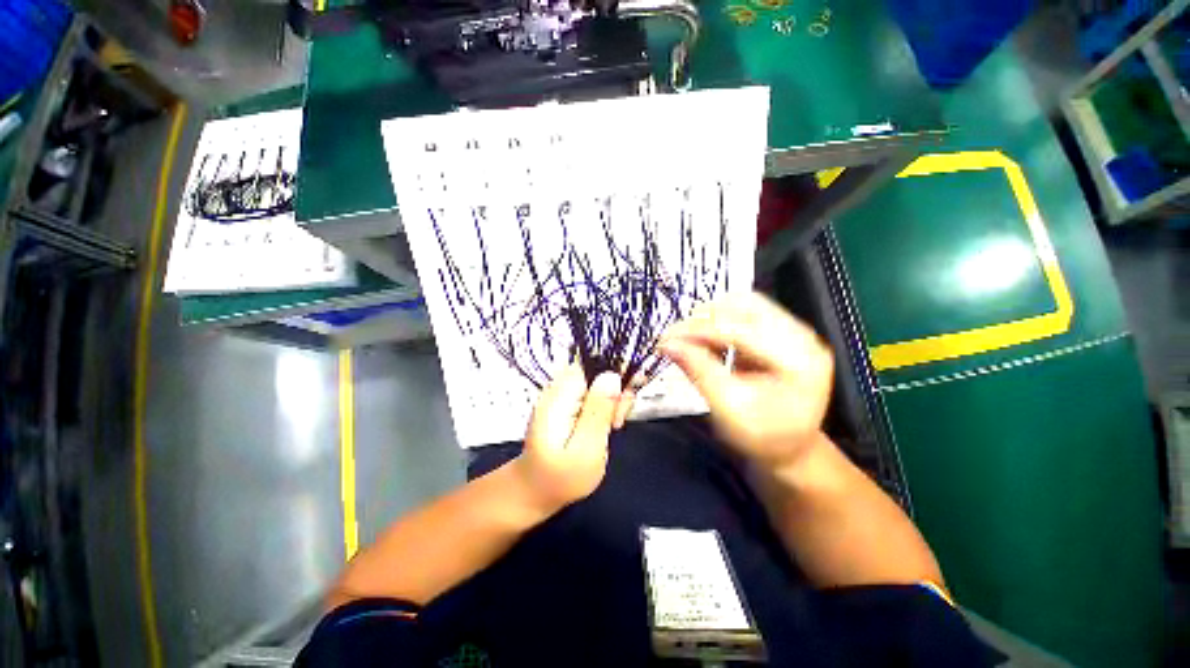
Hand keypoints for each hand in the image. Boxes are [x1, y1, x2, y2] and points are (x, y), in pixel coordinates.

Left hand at [514, 365, 634, 511]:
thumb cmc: (560, 477)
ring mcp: (562, 395)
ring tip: (612, 427)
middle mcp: (559, 388)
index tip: (622, 405)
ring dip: (611, 401)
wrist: (534, 491)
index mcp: (560, 395)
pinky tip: (606, 425)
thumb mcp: (585, 449)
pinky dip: (604, 407)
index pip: (592, 365)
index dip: (613, 379)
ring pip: (598, 383)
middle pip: (597, 372)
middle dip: (614, 392)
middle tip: (616, 422)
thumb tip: (612, 375)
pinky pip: (592, 394)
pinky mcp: (567, 403)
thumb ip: (599, 412)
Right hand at [659, 293, 833, 471]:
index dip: (698, 331)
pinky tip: (705, 337)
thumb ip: (699, 372)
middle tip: (675, 336)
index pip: (740, 330)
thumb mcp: (728, 409)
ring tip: (688, 336)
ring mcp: (793, 332)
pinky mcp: (781, 332)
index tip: (666, 338)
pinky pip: (746, 312)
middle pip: (746, 306)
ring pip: (745, 303)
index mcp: (799, 360)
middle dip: (704, 318)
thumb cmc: (763, 437)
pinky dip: (720, 320)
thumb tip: (669, 344)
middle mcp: (802, 338)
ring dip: (711, 315)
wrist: (789, 448)